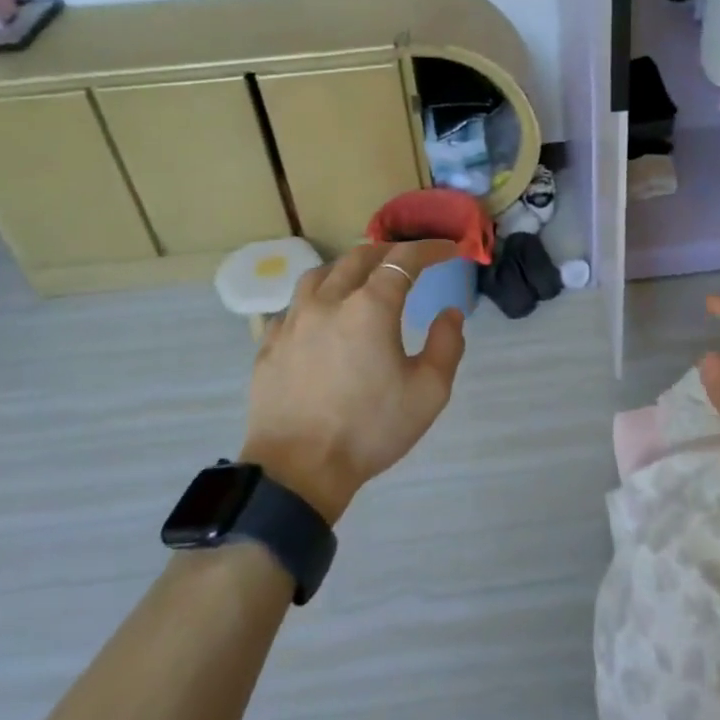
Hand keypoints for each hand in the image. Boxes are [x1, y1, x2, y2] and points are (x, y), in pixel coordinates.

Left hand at [241, 240, 466, 523]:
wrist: (297, 470)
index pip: (402, 260)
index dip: (429, 249)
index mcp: (370, 308)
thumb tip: (449, 313)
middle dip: (389, 251)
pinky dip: (317, 298)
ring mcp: (293, 321)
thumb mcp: (429, 392)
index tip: (448, 250)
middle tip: (409, 260)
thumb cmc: (370, 429)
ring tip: (362, 279)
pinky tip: (322, 317)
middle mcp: (328, 301)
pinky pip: (295, 305)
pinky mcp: (270, 344)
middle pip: (359, 257)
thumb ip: (446, 345)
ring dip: (348, 268)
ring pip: (320, 274)